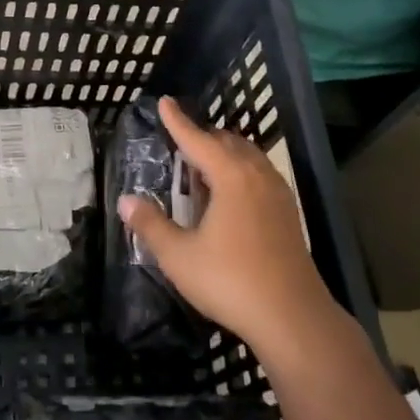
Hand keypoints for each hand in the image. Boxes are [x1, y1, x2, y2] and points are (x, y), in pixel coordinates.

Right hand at [118, 96, 336, 358]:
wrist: (293, 317)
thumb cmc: (230, 281)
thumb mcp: (179, 256)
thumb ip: (151, 225)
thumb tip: (127, 200)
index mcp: (231, 177)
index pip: (198, 139)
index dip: (178, 122)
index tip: (165, 102)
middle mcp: (257, 175)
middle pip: (227, 142)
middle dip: (202, 137)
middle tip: (179, 143)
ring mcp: (278, 193)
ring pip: (248, 157)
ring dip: (223, 154)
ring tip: (201, 168)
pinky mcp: (288, 213)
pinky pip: (259, 175)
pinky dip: (240, 171)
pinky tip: (229, 197)